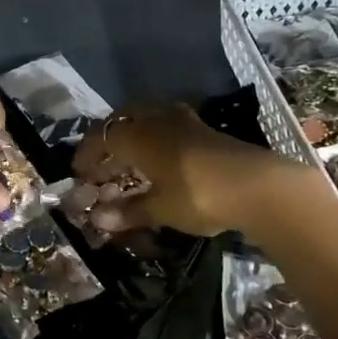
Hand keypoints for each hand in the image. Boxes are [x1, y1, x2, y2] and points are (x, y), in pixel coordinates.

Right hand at [72, 103, 300, 236]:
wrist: (258, 186)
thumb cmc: (198, 196)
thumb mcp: (160, 209)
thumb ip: (128, 211)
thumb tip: (98, 218)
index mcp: (137, 135)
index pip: (100, 138)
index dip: (86, 156)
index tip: (79, 175)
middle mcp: (156, 119)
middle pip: (122, 122)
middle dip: (108, 143)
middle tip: (102, 166)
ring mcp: (183, 120)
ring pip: (146, 119)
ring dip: (133, 137)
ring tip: (129, 160)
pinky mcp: (204, 129)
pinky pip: (167, 125)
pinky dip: (155, 138)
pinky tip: (161, 156)